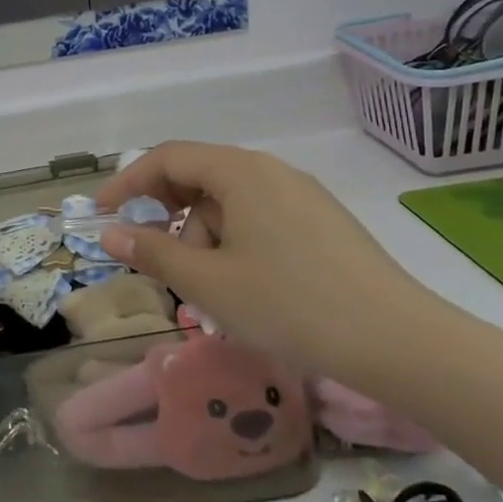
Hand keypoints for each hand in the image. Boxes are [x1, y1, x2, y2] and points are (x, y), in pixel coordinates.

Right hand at [94, 142, 443, 378]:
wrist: (400, 343)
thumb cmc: (290, 305)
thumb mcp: (208, 282)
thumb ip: (152, 251)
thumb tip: (110, 233)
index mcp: (240, 172)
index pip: (167, 158)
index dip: (127, 183)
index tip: (101, 214)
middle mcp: (271, 171)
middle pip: (199, 176)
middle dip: (167, 214)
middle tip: (155, 255)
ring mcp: (302, 195)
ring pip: (230, 201)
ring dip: (204, 235)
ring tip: (210, 287)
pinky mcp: (323, 223)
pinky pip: (259, 217)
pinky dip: (234, 241)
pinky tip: (245, 284)